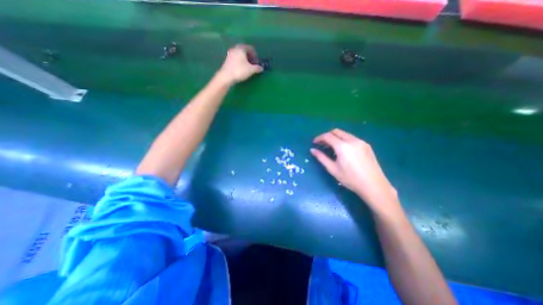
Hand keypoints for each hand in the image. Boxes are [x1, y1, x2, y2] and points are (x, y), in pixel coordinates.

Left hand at [218, 45, 264, 84]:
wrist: (226, 76)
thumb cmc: (240, 70)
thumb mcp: (251, 70)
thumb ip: (257, 68)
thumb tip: (261, 68)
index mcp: (241, 48)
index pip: (250, 48)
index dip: (255, 55)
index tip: (257, 62)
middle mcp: (235, 49)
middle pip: (244, 51)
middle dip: (250, 57)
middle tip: (253, 64)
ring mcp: (230, 54)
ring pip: (240, 55)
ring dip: (245, 60)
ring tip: (248, 67)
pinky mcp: (227, 60)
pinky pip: (236, 59)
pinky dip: (240, 62)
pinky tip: (242, 69)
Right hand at [309, 129, 397, 211]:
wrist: (374, 185)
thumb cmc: (350, 179)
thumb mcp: (333, 169)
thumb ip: (321, 158)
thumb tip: (312, 150)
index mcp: (343, 146)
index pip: (327, 136)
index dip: (319, 138)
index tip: (314, 143)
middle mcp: (352, 140)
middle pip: (336, 131)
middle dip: (327, 135)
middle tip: (322, 144)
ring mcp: (361, 142)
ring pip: (344, 134)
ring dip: (335, 137)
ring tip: (331, 147)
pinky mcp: (366, 145)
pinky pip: (352, 138)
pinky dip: (344, 140)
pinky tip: (343, 150)